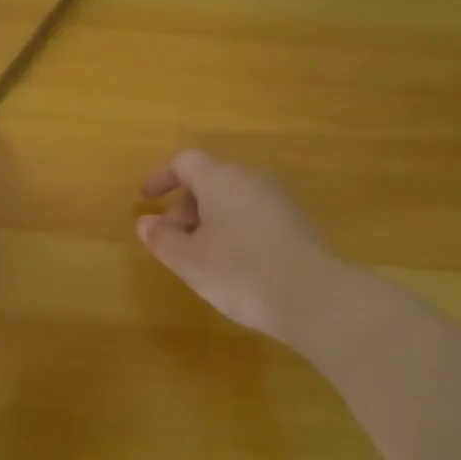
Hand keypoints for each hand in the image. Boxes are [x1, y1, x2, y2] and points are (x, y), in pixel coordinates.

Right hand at [136, 150, 346, 345]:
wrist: (314, 298)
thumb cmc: (240, 272)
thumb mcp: (188, 260)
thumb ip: (161, 238)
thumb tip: (146, 222)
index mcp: (220, 178)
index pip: (184, 162)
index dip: (161, 178)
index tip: (146, 200)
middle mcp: (250, 178)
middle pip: (208, 179)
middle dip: (183, 206)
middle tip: (172, 240)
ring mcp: (276, 199)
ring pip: (231, 198)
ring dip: (207, 219)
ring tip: (199, 257)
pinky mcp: (294, 222)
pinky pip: (251, 213)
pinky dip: (231, 228)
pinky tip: (232, 263)